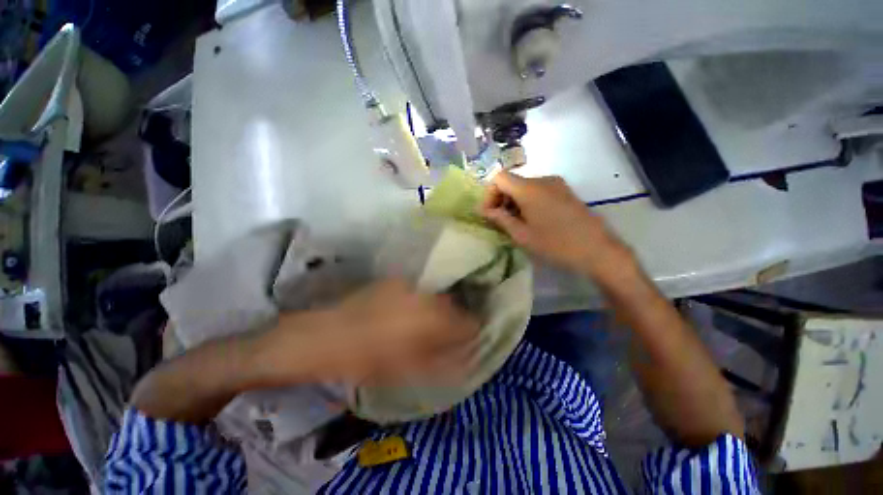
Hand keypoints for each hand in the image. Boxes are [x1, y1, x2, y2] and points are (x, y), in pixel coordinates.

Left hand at [265, 279, 480, 386]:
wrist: (328, 336)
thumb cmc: (368, 359)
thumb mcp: (408, 370)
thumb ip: (442, 362)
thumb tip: (465, 358)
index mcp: (433, 319)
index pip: (467, 322)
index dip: (470, 332)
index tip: (466, 340)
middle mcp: (426, 296)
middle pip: (454, 306)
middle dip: (453, 319)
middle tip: (443, 334)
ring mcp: (410, 286)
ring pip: (436, 296)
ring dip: (437, 309)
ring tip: (424, 324)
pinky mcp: (396, 281)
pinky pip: (418, 291)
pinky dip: (420, 301)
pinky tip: (406, 312)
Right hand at [480, 171, 634, 281]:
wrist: (598, 250)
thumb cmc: (555, 244)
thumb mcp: (522, 235)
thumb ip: (500, 219)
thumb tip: (485, 211)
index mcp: (529, 188)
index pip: (499, 178)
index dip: (489, 194)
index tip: (489, 214)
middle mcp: (543, 179)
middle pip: (512, 181)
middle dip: (501, 199)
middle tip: (499, 221)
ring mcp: (557, 184)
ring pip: (525, 186)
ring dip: (514, 202)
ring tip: (515, 223)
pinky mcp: (565, 191)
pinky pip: (538, 190)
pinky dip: (528, 201)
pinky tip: (532, 220)